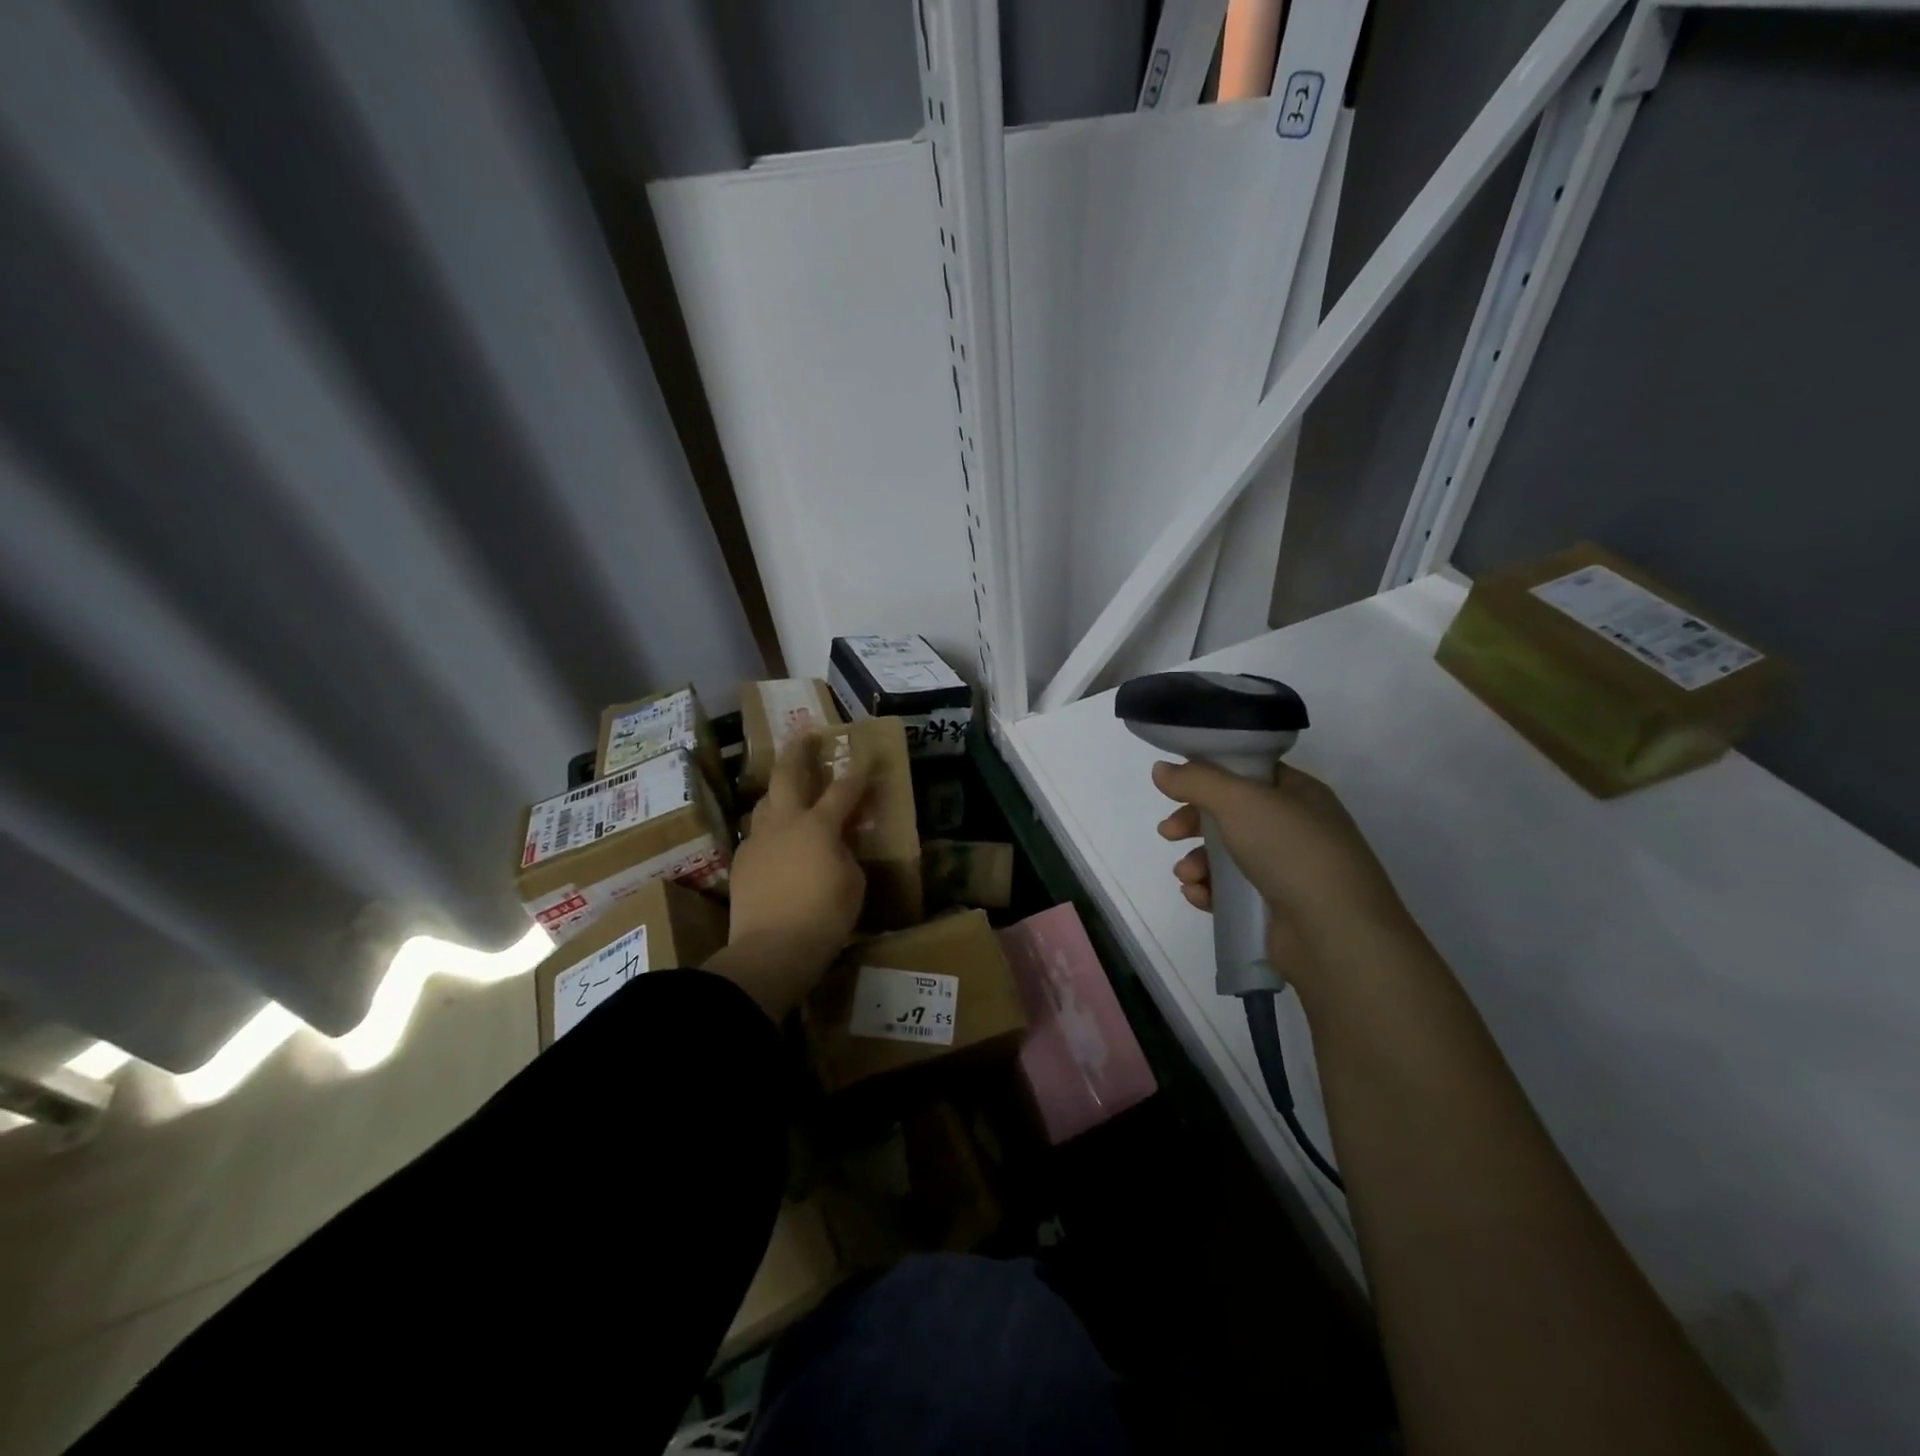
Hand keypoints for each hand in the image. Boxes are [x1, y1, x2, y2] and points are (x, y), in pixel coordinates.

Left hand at [708, 733, 870, 1017]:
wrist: (770, 952)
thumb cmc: (823, 917)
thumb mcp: (852, 883)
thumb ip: (845, 854)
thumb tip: (836, 845)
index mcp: (818, 825)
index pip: (843, 789)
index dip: (858, 771)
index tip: (866, 754)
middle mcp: (785, 823)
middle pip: (787, 775)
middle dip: (798, 751)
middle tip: (804, 735)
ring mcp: (758, 841)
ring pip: (765, 802)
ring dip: (778, 790)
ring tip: (787, 788)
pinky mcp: (741, 862)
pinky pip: (757, 834)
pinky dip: (770, 828)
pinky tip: (777, 840)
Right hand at [1152, 759, 1418, 1007]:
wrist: (1336, 934)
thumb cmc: (1291, 851)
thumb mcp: (1239, 801)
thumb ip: (1196, 780)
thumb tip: (1160, 769)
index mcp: (1299, 793)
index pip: (1247, 773)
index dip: (1209, 777)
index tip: (1175, 789)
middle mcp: (1297, 827)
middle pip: (1230, 815)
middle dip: (1193, 823)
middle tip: (1169, 833)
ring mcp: (1289, 870)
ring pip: (1228, 855)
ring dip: (1197, 861)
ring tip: (1187, 876)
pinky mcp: (1277, 908)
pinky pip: (1233, 891)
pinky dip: (1210, 890)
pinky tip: (1198, 896)